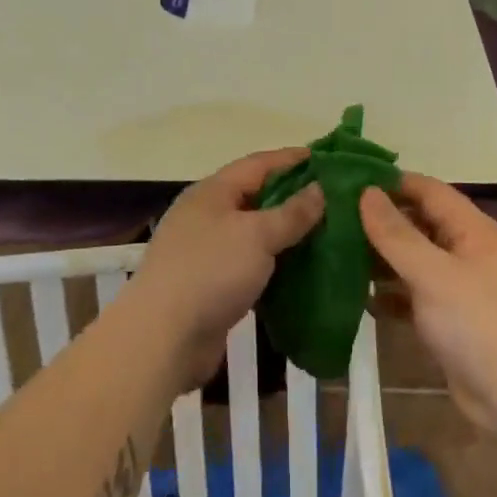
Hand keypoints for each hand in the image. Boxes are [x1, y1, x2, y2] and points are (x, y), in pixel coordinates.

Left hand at [133, 148, 325, 390]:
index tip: (328, 159)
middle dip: (293, 196)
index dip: (292, 159)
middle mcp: (207, 215)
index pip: (259, 164)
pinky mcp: (211, 284)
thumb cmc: (211, 272)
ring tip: (326, 233)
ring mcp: (206, 250)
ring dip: (286, 233)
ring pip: (254, 232)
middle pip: (256, 196)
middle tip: (334, 199)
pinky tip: (301, 269)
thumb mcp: (257, 235)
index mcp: (213, 192)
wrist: (163, 338)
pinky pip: (250, 263)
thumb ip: (291, 212)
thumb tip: (319, 188)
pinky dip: (274, 263)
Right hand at [360, 174, 496, 427]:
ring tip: (335, 251)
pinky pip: (412, 294)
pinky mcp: (447, 318)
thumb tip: (365, 192)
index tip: (347, 180)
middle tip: (332, 216)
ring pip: (412, 259)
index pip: (427, 190)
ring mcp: (457, 286)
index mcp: (472, 229)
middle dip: (379, 220)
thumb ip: (396, 234)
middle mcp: (466, 250)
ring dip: (380, 257)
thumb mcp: (432, 274)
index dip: (390, 182)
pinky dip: (389, 293)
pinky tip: (357, 296)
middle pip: (418, 223)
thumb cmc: (477, 324)